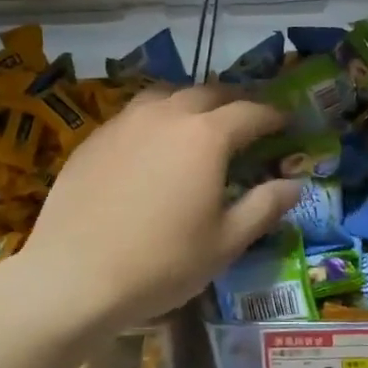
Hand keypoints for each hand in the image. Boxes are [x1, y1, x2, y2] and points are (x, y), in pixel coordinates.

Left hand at [18, 86, 301, 331]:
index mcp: (206, 136)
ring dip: (190, 102)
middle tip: (247, 118)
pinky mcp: (94, 137)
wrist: (73, 276)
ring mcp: (125, 122)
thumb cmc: (161, 263)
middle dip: (234, 101)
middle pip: (208, 92)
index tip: (286, 122)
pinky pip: (134, 114)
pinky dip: (155, 118)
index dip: (273, 115)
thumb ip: (263, 207)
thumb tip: (294, 184)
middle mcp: (166, 115)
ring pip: (166, 94)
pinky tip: (151, 144)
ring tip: (198, 122)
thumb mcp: (225, 243)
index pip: (250, 112)